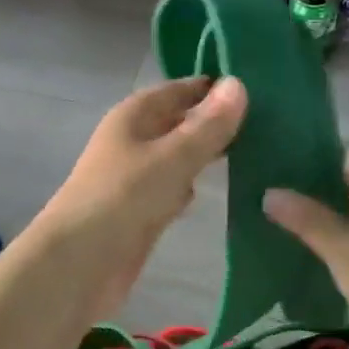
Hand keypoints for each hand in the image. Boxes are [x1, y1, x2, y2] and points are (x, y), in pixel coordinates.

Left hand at [37, 76, 247, 324]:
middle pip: (180, 122)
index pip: (180, 89)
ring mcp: (136, 176)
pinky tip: (224, 189)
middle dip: (215, 122)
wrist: (78, 264)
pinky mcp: (142, 209)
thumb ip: (207, 126)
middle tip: (269, 122)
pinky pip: (174, 187)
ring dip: (208, 154)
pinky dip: (194, 185)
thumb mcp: (172, 157)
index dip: (214, 87)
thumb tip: (239, 83)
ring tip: (259, 150)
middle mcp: (134, 139)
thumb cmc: (123, 199)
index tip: (259, 88)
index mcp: (134, 115)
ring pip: (180, 155)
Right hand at [263, 148, 348, 348]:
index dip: (310, 166)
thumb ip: (304, 217)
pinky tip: (326, 253)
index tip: (279, 180)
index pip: (343, 154)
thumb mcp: (340, 246)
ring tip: (293, 230)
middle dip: (318, 195)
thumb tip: (269, 193)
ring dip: (336, 219)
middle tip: (279, 206)